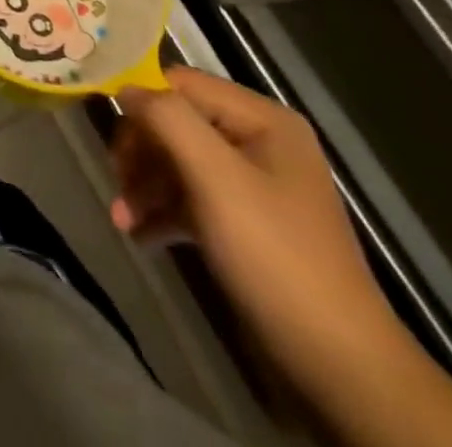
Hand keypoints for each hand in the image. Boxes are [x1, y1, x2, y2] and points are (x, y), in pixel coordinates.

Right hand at [111, 67, 408, 397]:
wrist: (337, 366)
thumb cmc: (273, 255)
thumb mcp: (215, 177)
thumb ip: (166, 118)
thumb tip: (125, 88)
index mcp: (263, 120)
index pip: (180, 84)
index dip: (141, 104)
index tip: (113, 140)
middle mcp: (259, 142)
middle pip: (175, 123)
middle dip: (142, 153)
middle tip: (118, 181)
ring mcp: (253, 185)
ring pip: (177, 161)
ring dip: (144, 185)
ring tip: (122, 218)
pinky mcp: (244, 223)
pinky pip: (190, 198)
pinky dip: (162, 212)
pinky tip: (140, 235)